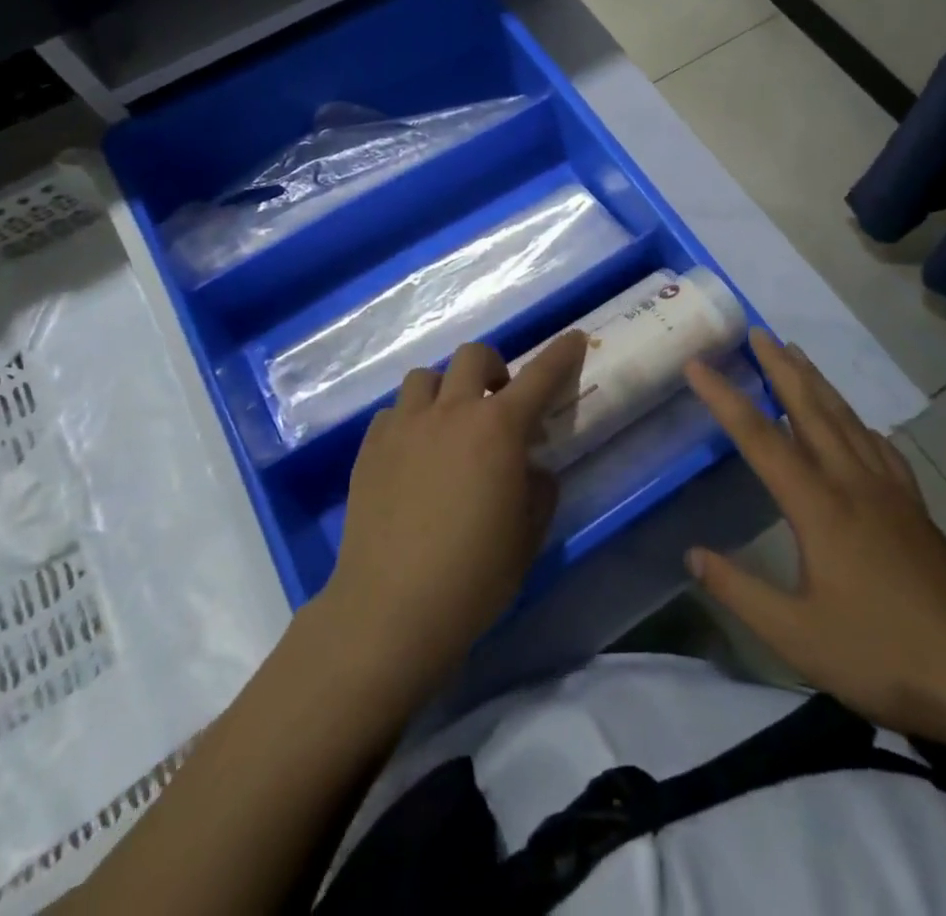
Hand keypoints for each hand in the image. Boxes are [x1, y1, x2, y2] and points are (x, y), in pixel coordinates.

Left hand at [318, 333, 587, 696]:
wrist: (392, 608)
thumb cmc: (474, 576)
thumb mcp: (528, 535)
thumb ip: (538, 488)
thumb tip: (529, 467)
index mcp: (498, 429)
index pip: (540, 376)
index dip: (561, 353)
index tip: (575, 338)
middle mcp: (451, 412)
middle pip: (473, 356)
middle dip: (493, 368)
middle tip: (498, 401)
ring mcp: (405, 425)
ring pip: (426, 377)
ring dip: (447, 389)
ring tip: (449, 425)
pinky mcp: (370, 446)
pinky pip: (394, 411)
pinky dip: (411, 419)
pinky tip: (412, 453)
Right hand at [685, 332, 945, 746]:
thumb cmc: (883, 655)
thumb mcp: (796, 637)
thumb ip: (739, 591)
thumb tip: (692, 554)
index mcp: (819, 506)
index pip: (760, 438)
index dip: (725, 398)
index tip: (697, 365)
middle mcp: (853, 482)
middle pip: (810, 409)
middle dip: (780, 367)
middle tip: (757, 332)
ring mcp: (890, 491)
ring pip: (846, 419)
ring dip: (817, 382)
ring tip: (796, 354)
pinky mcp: (915, 507)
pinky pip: (880, 447)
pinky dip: (858, 422)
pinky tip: (858, 425)